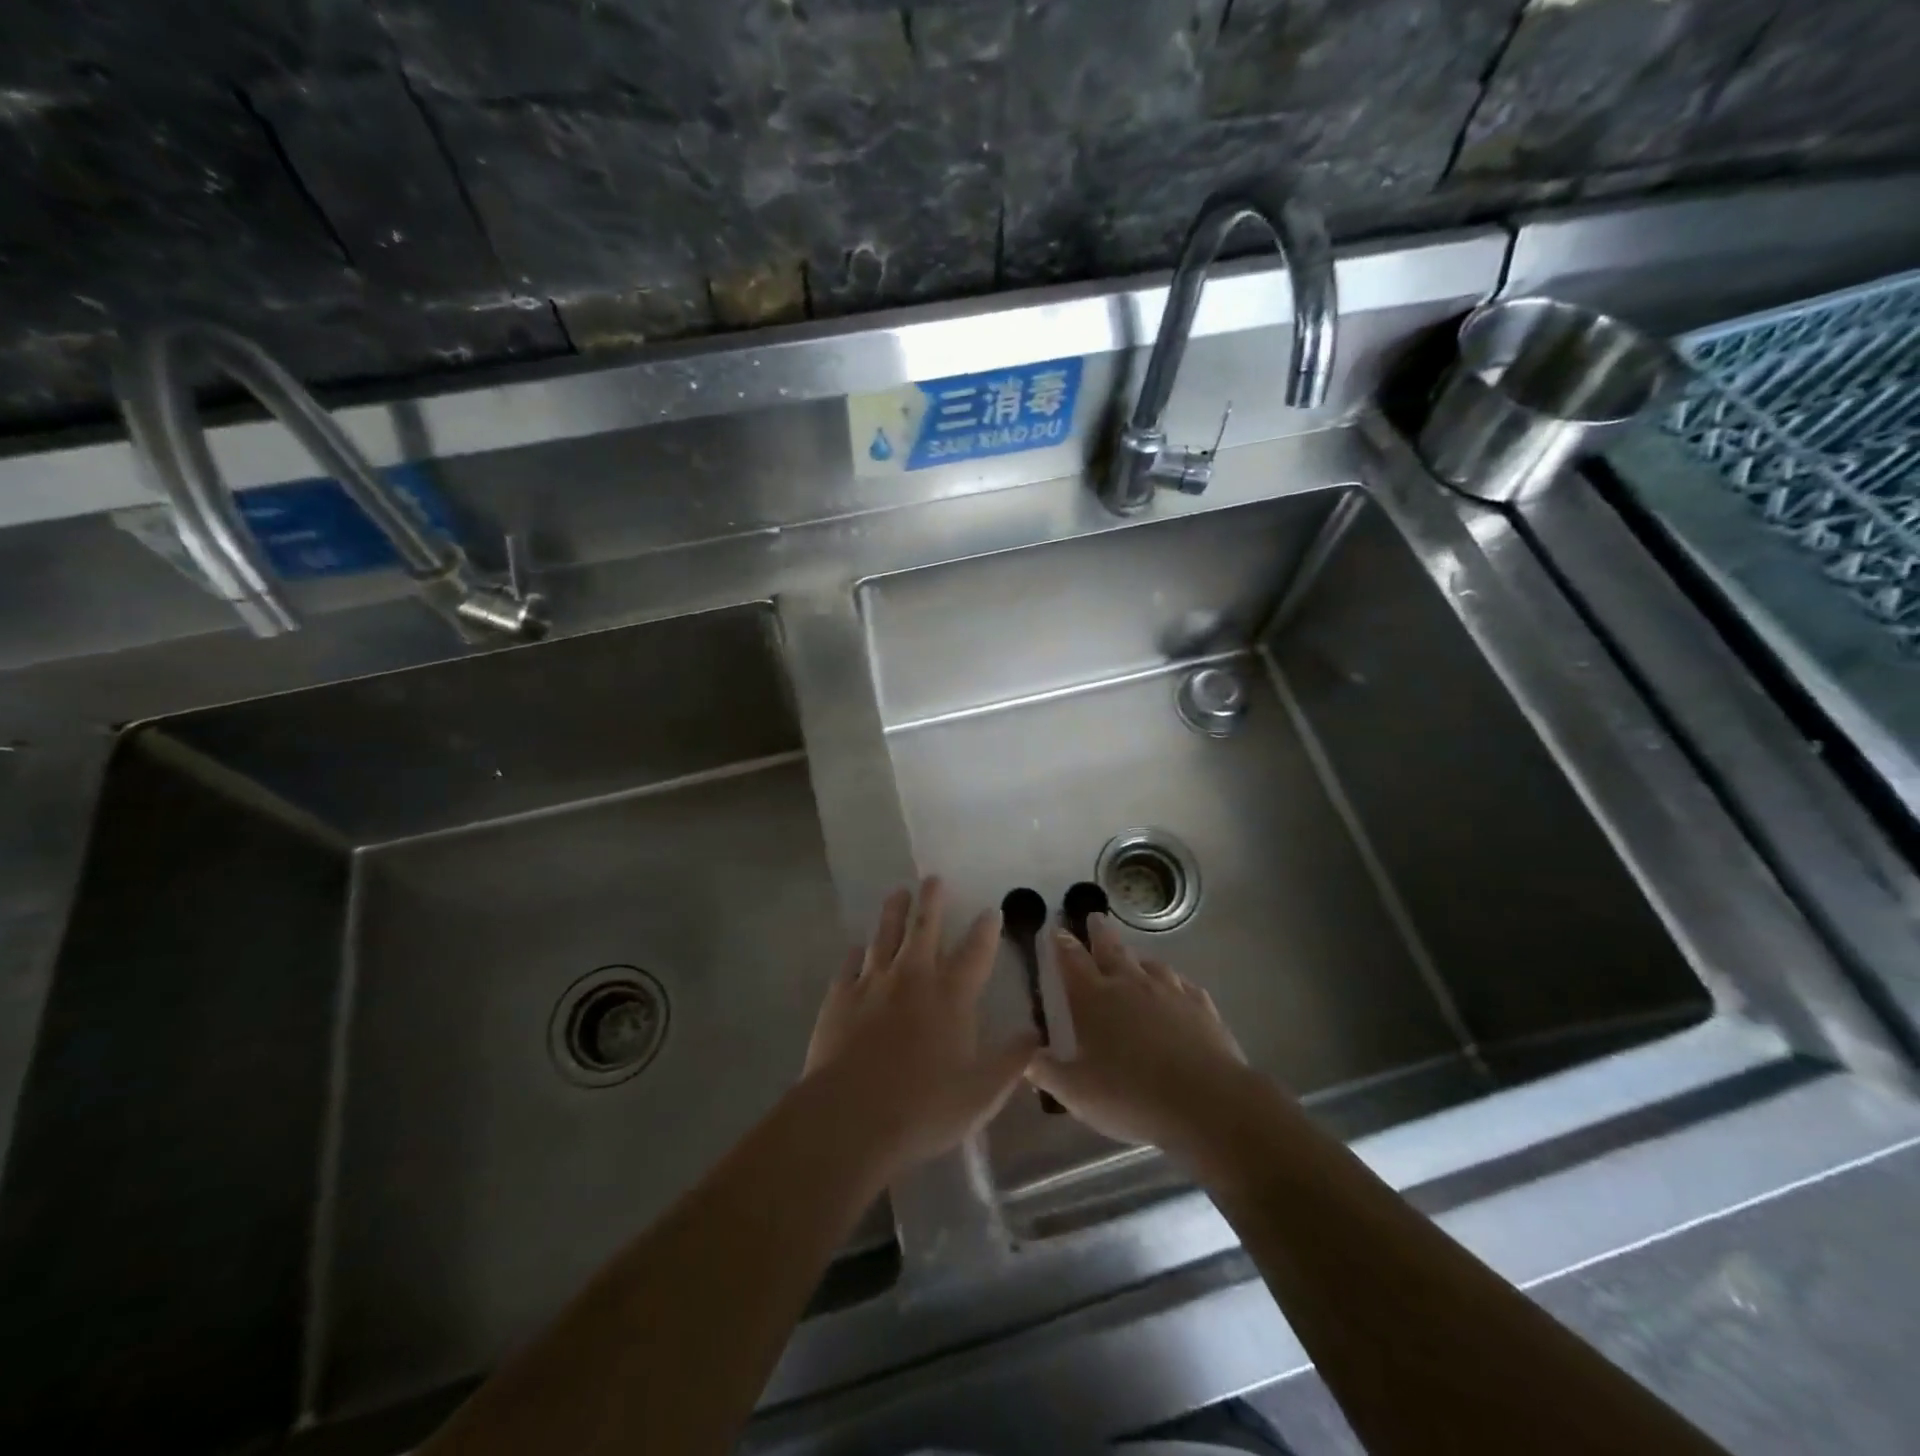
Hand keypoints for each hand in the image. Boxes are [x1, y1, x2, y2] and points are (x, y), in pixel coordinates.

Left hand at [804, 877, 1037, 1176]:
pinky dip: (856, 953)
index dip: (986, 929)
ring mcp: (873, 983)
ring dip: (893, 912)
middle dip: (932, 900)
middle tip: (933, 879)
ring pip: (885, 935)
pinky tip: (857, 947)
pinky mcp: (840, 997)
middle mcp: (913, 977)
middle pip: (925, 927)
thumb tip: (1036, 1034)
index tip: (991, 909)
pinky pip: (850, 965)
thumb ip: (1012, 1061)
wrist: (850, 1118)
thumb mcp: (982, 1094)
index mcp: (951, 995)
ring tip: (898, 894)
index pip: (975, 951)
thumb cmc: (923, 1108)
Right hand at [1027, 913, 1252, 1158]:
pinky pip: (1183, 985)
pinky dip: (1173, 983)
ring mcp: (1170, 992)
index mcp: (1095, 999)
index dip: (1062, 944)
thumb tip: (1024, 1055)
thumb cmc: (1132, 1097)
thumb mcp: (1077, 1093)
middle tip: (1095, 918)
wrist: (1207, 1103)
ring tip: (1134, 959)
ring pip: (1150, 964)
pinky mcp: (1201, 1007)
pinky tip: (1176, 989)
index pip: (1072, 961)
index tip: (1057, 929)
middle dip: (1099, 933)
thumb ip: (1046, 1071)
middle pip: (1112, 949)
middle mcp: (1130, 985)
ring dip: (1137, 958)